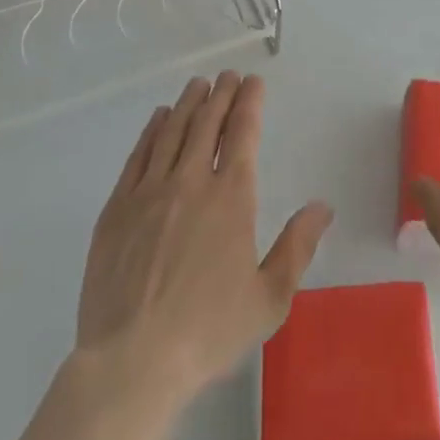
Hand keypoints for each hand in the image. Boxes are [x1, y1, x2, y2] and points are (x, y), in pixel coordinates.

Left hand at [75, 71, 332, 401]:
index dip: (249, 102)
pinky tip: (159, 119)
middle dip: (221, 93)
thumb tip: (322, 206)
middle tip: (227, 76)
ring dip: (188, 104)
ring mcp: (149, 192)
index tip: (253, 82)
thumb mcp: (269, 299)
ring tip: (198, 86)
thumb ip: (297, 247)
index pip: (242, 132)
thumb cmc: (208, 332)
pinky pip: (138, 156)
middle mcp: (190, 181)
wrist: (130, 363)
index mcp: (231, 196)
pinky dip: (152, 131)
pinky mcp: (117, 209)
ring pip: (172, 131)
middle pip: (207, 122)